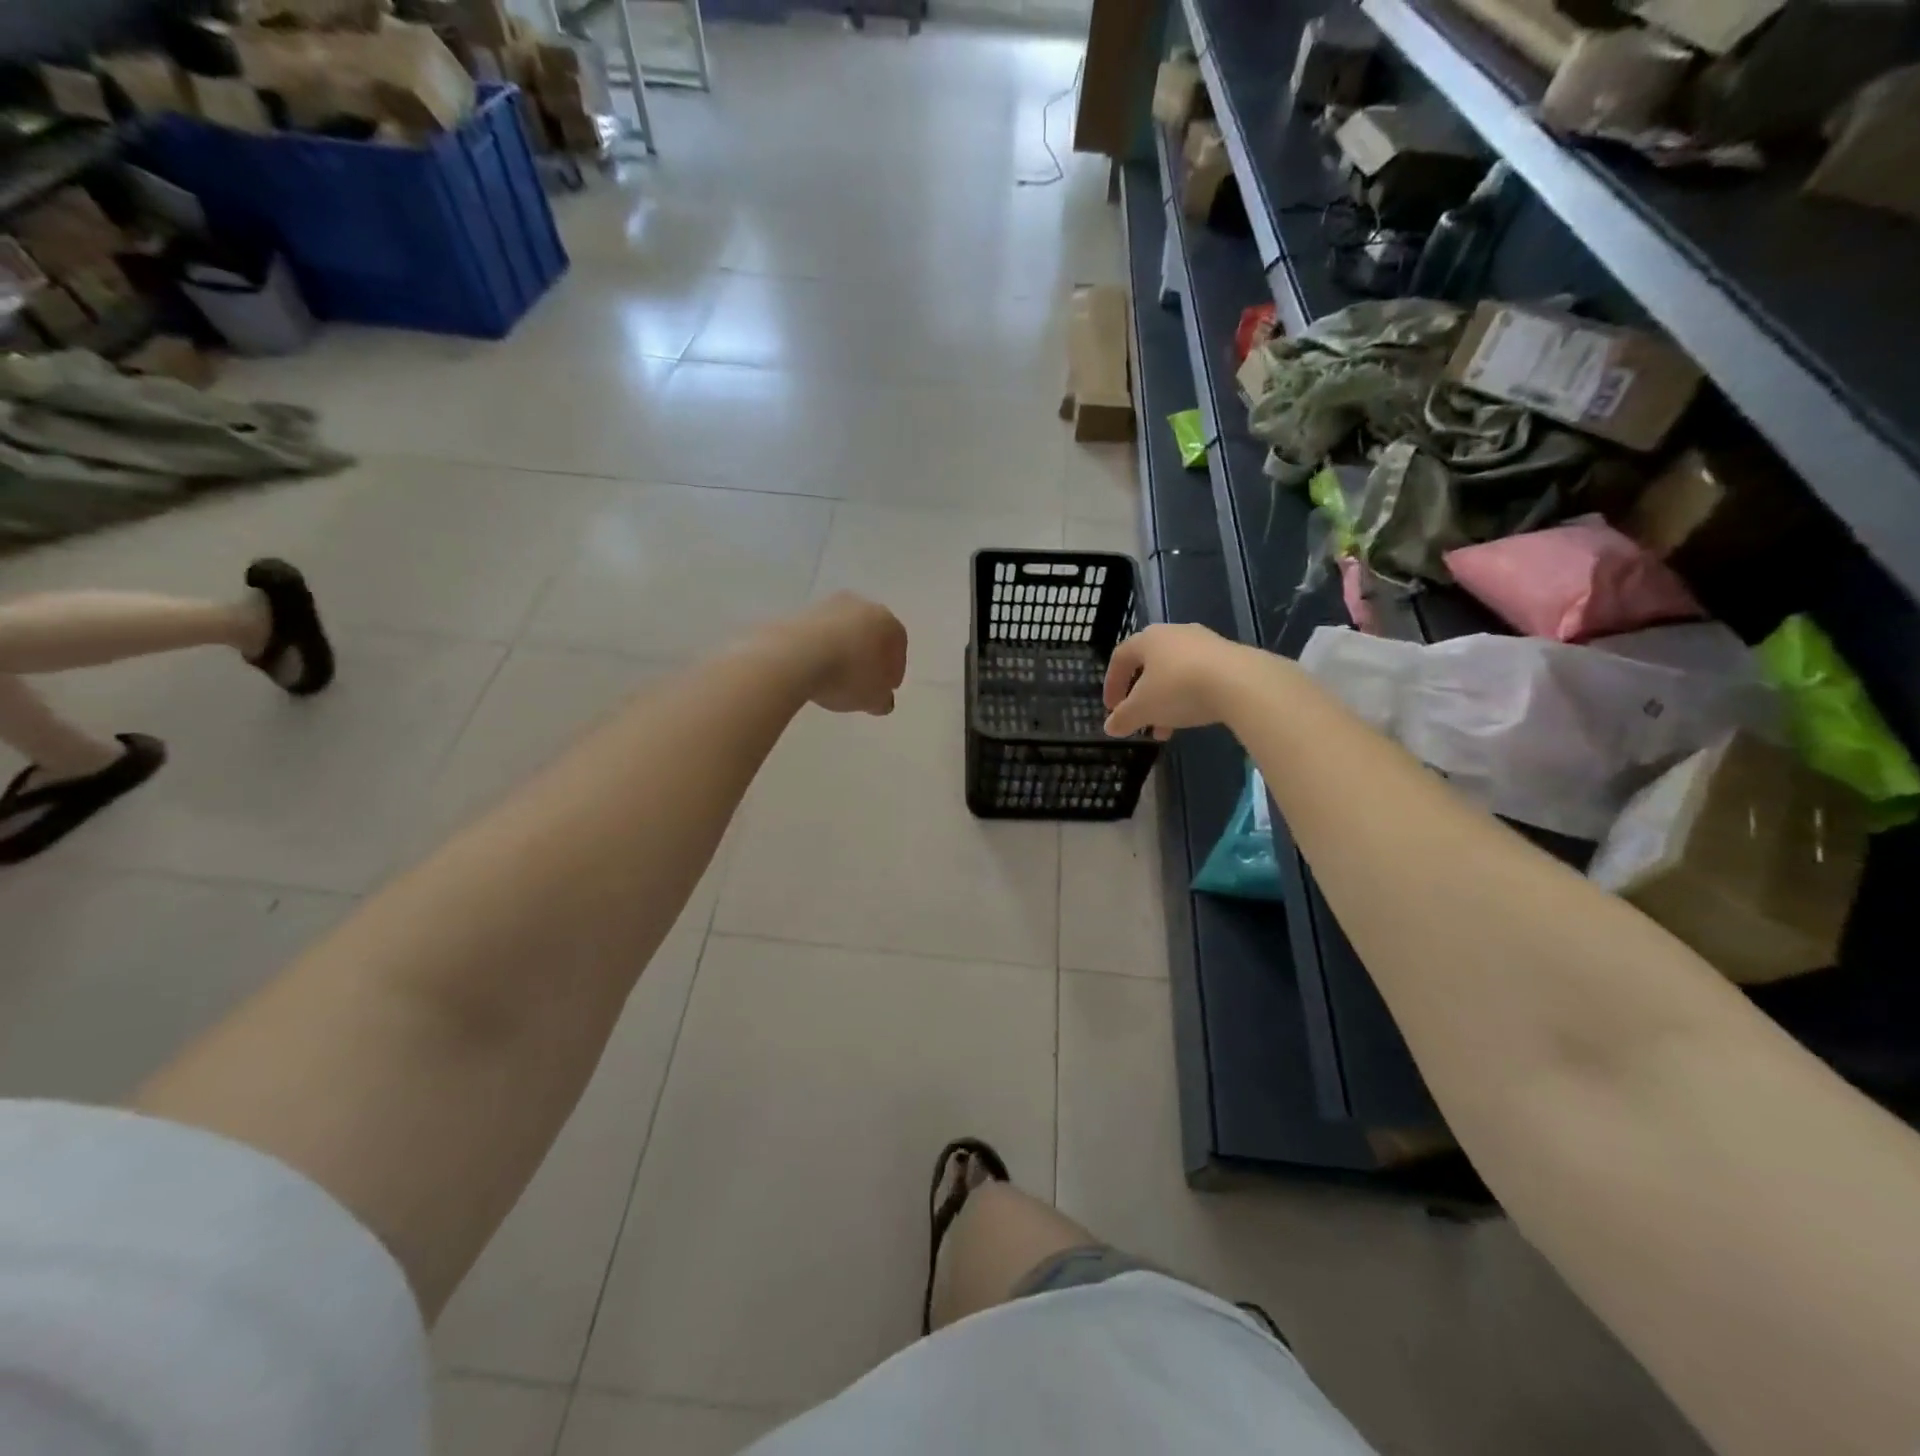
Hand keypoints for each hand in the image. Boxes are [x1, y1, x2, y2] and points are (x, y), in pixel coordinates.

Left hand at [783, 592, 907, 715]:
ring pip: (842, 631)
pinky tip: (812, 669)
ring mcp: (827, 605)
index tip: (886, 689)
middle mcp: (860, 605)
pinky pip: (817, 635)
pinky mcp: (798, 612)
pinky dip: (819, 649)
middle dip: (868, 656)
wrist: (794, 657)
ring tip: (834, 677)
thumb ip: (882, 699)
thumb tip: (881, 698)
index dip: (894, 670)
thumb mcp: (873, 699)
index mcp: (887, 622)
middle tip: (862, 681)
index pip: (898, 645)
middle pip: (870, 633)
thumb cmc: (848, 676)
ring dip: (842, 651)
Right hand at [1103, 623, 1247, 739]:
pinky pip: (1200, 676)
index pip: (1120, 657)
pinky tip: (1194, 716)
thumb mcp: (1143, 709)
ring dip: (1166, 700)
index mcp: (1148, 639)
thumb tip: (1110, 727)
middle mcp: (1175, 633)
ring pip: (1175, 673)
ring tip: (1167, 729)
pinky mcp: (1230, 656)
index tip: (1112, 709)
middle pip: (1150, 665)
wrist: (1240, 682)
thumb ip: (1123, 718)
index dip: (1112, 684)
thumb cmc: (1178, 688)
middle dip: (1142, 697)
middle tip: (1140, 720)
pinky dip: (1190, 696)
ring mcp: (1205, 642)